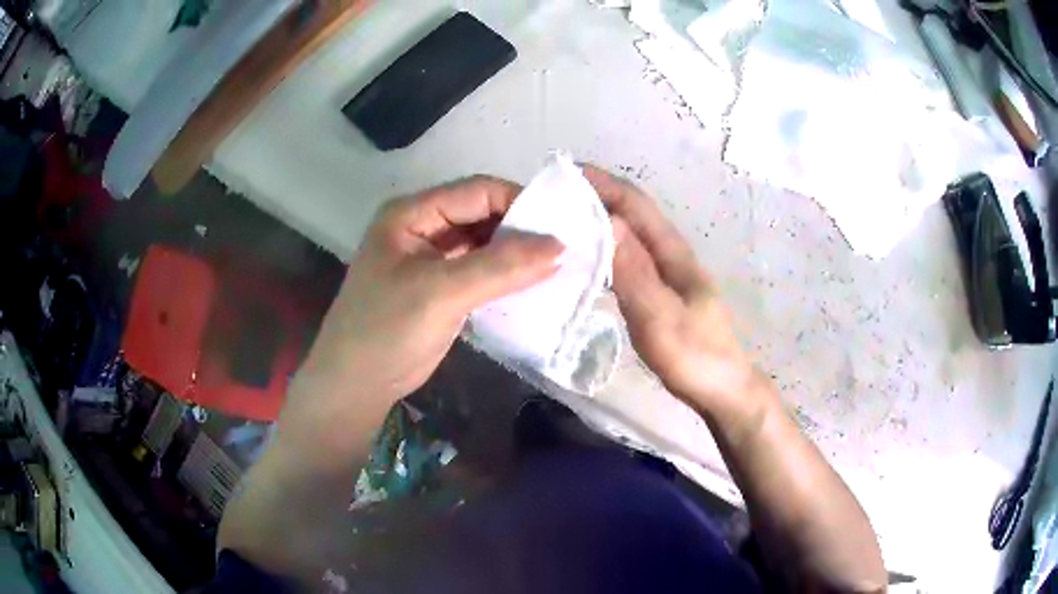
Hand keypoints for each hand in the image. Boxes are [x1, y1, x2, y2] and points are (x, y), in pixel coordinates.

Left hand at [279, 176, 562, 461]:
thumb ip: (501, 267)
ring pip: (485, 244)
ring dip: (517, 254)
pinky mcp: (441, 287)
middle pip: (483, 215)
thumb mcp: (441, 292)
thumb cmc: (386, 330)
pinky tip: (534, 285)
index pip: (477, 191)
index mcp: (413, 213)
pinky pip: (481, 271)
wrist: (355, 385)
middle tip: (567, 246)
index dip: (520, 203)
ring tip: (559, 266)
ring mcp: (432, 258)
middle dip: (522, 230)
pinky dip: (506, 277)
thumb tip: (561, 247)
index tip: (562, 225)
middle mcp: (423, 227)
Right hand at [581, 166, 764, 420]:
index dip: (600, 183)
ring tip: (557, 225)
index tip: (560, 174)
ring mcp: (664, 273)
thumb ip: (634, 270)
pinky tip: (581, 261)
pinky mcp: (658, 292)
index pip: (633, 202)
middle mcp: (667, 253)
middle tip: (548, 200)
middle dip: (593, 197)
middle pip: (629, 213)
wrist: (722, 389)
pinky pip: (625, 259)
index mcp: (671, 251)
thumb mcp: (660, 315)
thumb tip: (607, 220)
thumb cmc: (693, 355)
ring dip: (595, 222)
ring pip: (626, 235)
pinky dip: (602, 249)